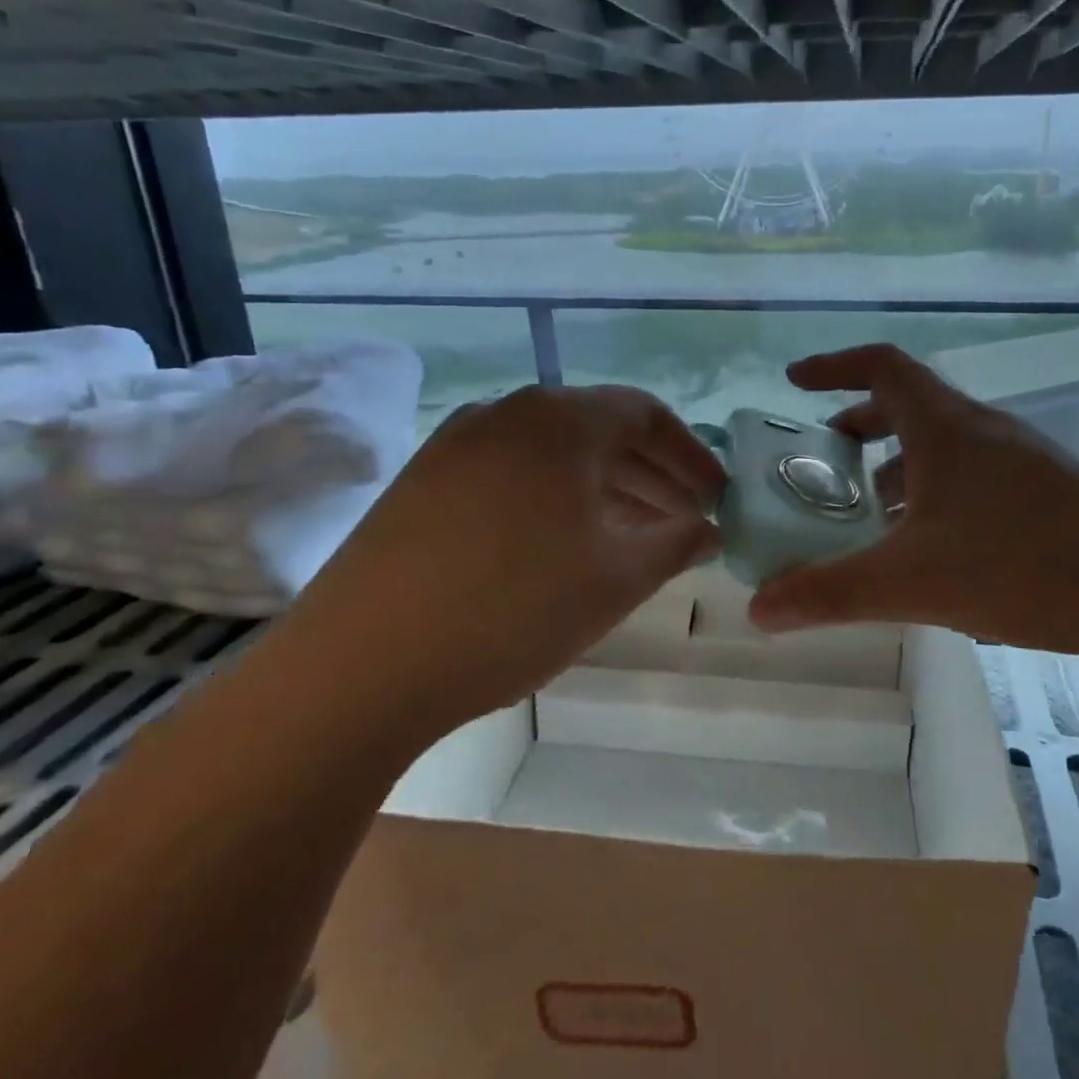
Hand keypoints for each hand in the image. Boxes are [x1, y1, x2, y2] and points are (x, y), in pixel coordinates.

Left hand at [280, 385, 724, 730]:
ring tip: (633, 536)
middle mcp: (507, 413)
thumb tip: (709, 530)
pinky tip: (563, 545)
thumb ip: (676, 544)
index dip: (690, 454)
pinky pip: (510, 474)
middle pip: (598, 430)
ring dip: (603, 489)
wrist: (362, 665)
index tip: (716, 495)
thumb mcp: (616, 579)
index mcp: (560, 420)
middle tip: (684, 520)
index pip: (645, 413)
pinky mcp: (422, 481)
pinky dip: (552, 499)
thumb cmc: (514, 610)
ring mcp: (456, 444)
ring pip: (552, 454)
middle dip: (651, 474)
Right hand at [748, 344, 1078, 660]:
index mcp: (946, 427)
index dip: (832, 367)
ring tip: (874, 513)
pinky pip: (976, 474)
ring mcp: (1023, 459)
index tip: (795, 383)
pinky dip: (938, 492)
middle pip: (911, 404)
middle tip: (827, 460)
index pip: (881, 366)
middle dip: (861, 426)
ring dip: (901, 465)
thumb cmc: (1024, 566)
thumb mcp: (912, 582)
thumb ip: (830, 594)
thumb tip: (758, 610)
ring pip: (945, 445)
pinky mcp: (1051, 492)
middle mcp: (985, 430)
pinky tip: (935, 546)